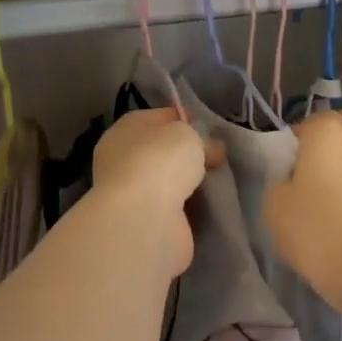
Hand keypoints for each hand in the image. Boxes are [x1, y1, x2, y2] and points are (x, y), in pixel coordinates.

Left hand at [89, 109, 222, 275]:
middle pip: (162, 151)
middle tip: (218, 156)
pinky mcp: (145, 222)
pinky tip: (210, 205)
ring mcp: (132, 194)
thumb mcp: (188, 135)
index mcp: (125, 130)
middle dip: (188, 154)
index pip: (158, 118)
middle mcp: (122, 160)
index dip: (183, 119)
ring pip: (167, 181)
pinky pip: (174, 208)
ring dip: (189, 183)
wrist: (144, 220)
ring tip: (219, 180)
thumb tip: (211, 149)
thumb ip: (200, 138)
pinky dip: (189, 208)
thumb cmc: (159, 162)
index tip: (210, 128)